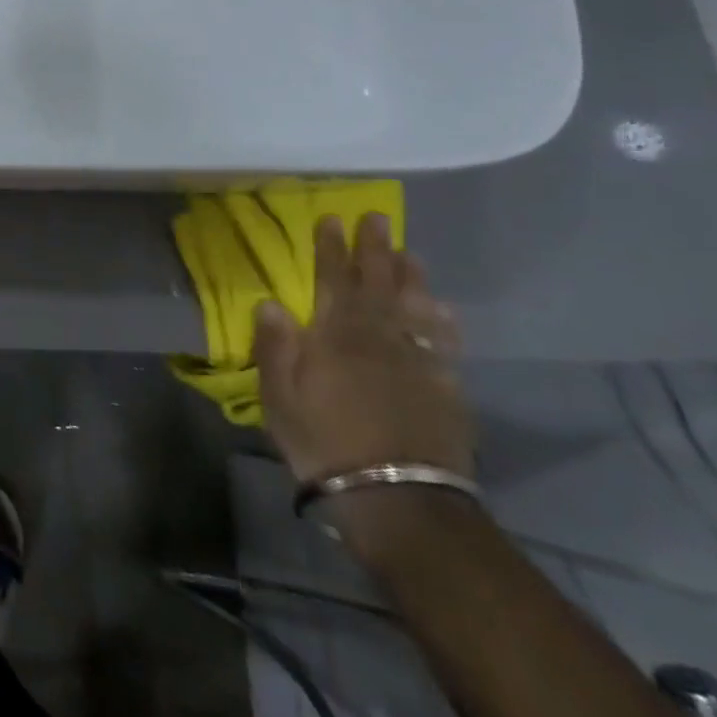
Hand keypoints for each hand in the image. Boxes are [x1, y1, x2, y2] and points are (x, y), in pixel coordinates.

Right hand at [254, 213, 473, 488]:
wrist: (398, 498)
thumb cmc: (324, 442)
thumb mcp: (280, 397)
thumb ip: (275, 347)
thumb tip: (270, 301)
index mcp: (334, 337)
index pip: (331, 280)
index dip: (330, 248)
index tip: (330, 219)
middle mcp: (378, 339)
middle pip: (376, 284)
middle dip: (374, 249)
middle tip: (376, 218)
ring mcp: (417, 362)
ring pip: (415, 307)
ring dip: (410, 276)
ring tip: (409, 252)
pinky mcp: (445, 389)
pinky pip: (445, 343)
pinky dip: (443, 321)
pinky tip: (443, 309)